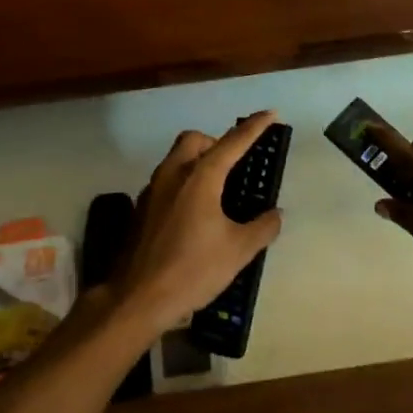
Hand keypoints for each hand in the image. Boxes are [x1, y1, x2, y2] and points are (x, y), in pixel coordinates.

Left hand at [108, 112, 284, 339]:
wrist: (137, 298)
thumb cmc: (192, 270)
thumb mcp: (238, 251)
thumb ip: (262, 227)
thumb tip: (275, 214)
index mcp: (200, 178)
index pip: (232, 143)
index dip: (254, 127)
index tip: (270, 114)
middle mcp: (173, 175)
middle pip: (194, 141)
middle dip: (216, 143)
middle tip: (235, 166)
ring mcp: (152, 191)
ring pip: (176, 159)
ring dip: (198, 163)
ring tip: (218, 190)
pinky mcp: (141, 210)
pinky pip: (167, 181)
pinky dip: (184, 183)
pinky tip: (195, 214)